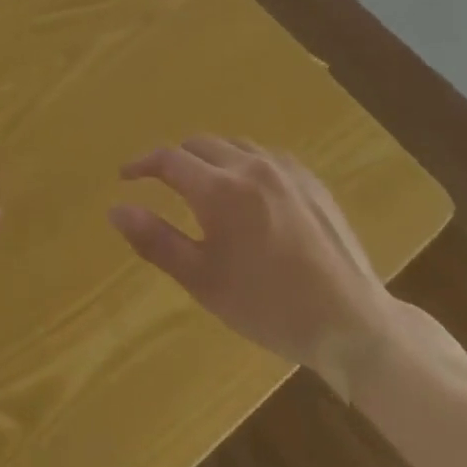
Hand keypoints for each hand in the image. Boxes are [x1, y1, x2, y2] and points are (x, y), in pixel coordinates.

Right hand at [108, 137, 400, 399]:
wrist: (352, 322)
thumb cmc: (269, 306)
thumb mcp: (203, 281)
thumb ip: (155, 240)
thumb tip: (115, 209)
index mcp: (219, 189)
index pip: (168, 159)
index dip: (142, 164)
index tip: (126, 177)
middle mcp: (248, 166)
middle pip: (199, 144)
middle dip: (175, 159)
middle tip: (162, 184)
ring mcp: (284, 169)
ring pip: (232, 145)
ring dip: (209, 157)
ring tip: (203, 185)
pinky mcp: (310, 179)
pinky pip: (264, 155)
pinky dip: (243, 162)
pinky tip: (248, 190)